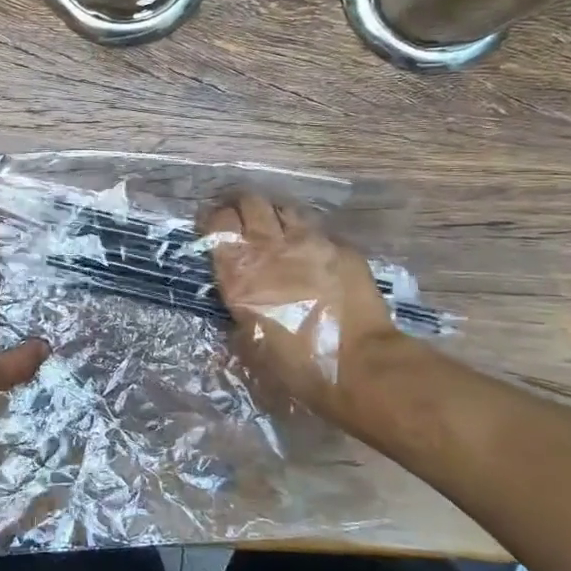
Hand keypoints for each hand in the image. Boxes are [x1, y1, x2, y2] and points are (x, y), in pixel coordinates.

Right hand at [202, 193, 403, 429]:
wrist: (358, 366)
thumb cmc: (296, 367)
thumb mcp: (249, 347)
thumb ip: (237, 317)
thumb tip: (236, 308)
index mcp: (239, 273)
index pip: (217, 224)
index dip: (212, 221)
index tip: (212, 228)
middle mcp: (269, 248)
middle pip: (249, 203)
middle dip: (241, 206)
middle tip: (241, 220)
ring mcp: (307, 242)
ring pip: (282, 207)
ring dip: (273, 215)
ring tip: (274, 228)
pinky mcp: (339, 246)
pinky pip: (316, 228)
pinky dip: (306, 233)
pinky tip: (309, 249)